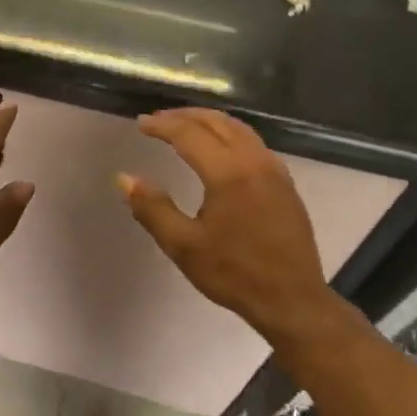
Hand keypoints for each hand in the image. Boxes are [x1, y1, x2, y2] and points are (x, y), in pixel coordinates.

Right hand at [118, 108, 335, 345]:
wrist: (292, 300)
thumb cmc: (233, 273)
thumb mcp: (182, 246)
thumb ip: (152, 208)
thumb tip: (124, 178)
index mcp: (228, 173)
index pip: (189, 134)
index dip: (162, 126)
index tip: (140, 124)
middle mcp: (254, 162)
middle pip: (217, 122)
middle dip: (185, 116)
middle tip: (158, 119)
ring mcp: (275, 170)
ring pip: (239, 129)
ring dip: (209, 121)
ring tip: (185, 125)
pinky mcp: (285, 183)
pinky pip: (254, 143)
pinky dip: (230, 134)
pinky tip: (220, 149)